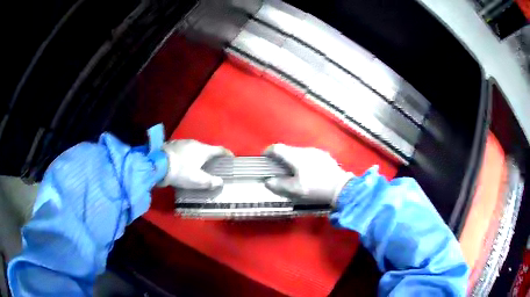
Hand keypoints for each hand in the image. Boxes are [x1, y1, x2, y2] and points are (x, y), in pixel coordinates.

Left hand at [159, 140, 232, 188]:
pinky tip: (182, 162)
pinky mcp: (172, 144)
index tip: (231, 157)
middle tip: (212, 165)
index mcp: (204, 150)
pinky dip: (186, 155)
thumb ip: (211, 182)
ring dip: (197, 155)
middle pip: (206, 149)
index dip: (227, 154)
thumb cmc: (181, 172)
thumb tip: (220, 182)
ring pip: (194, 148)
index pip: (220, 150)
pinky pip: (184, 149)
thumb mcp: (198, 181)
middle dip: (210, 156)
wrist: (158, 164)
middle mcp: (195, 142)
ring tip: (196, 164)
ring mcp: (182, 142)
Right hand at [263, 144, 352, 204]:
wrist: (341, 187)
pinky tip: (308, 170)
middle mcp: (305, 150)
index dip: (268, 151)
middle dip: (281, 157)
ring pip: (299, 152)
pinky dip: (304, 160)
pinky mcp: (325, 155)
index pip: (278, 148)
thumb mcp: (296, 189)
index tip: (264, 157)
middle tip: (278, 168)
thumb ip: (280, 184)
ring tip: (293, 170)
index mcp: (296, 156)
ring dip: (293, 158)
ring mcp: (316, 151)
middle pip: (288, 149)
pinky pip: (309, 155)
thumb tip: (268, 181)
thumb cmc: (316, 188)